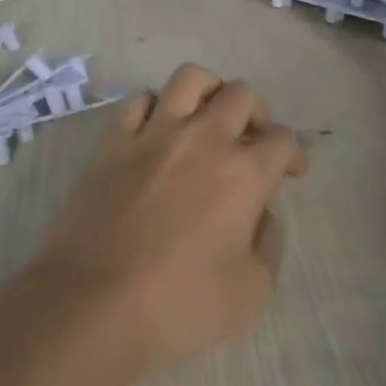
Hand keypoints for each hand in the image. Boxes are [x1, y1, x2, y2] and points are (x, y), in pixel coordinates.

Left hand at [30, 64, 305, 371]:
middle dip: (256, 113)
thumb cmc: (178, 305)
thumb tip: (262, 214)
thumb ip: (269, 244)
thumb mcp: (251, 293)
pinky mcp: (113, 141)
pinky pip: (137, 100)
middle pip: (241, 95)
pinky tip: (156, 129)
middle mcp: (203, 138)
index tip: (289, 173)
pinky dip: (153, 106)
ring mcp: (154, 134)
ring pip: (190, 79)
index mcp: (243, 173)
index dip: (292, 154)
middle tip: (251, 142)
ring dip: (208, 90)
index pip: (282, 139)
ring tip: (207, 117)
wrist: (93, 305)